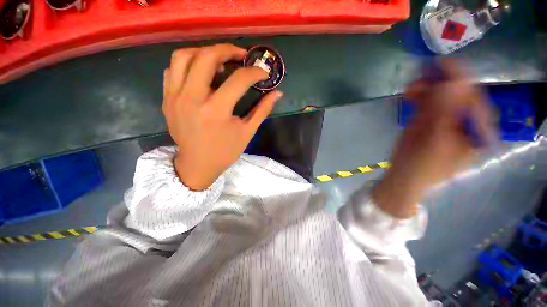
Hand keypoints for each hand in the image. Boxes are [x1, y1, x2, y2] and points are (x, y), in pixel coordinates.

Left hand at [162, 44, 282, 190]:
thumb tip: (277, 93)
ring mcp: (175, 97)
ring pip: (184, 57)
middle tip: (241, 55)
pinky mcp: (167, 99)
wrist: (197, 164)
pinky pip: (173, 70)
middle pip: (207, 57)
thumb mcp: (247, 132)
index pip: (238, 80)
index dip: (254, 72)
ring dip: (205, 52)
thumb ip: (262, 110)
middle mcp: (192, 98)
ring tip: (220, 60)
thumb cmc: (225, 151)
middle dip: (228, 50)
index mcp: (216, 111)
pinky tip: (201, 73)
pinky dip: (188, 64)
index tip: (262, 73)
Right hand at [373, 59, 495, 217]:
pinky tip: (410, 94)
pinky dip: (419, 96)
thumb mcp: (435, 141)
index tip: (443, 64)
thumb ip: (444, 113)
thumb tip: (452, 82)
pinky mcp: (430, 120)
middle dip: (440, 84)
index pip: (474, 99)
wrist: (403, 176)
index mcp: (478, 131)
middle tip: (422, 76)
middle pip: (458, 95)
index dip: (460, 80)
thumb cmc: (421, 166)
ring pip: (442, 97)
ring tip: (411, 87)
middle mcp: (466, 122)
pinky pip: (428, 103)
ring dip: (428, 89)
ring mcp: (447, 120)